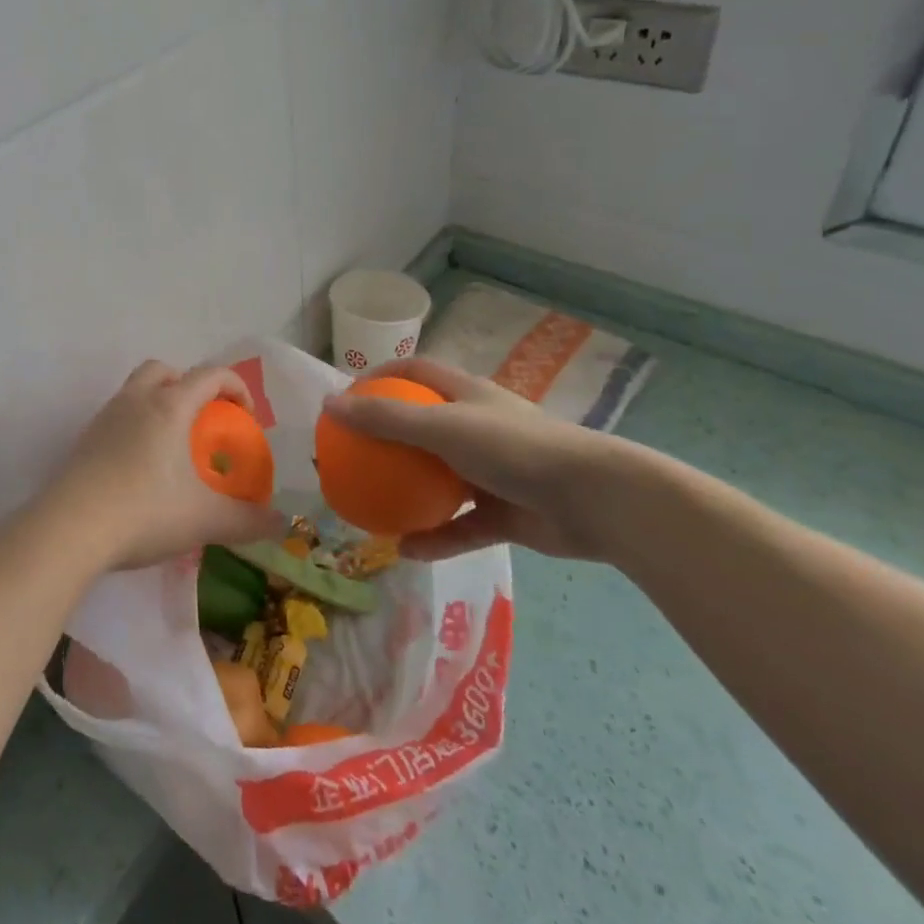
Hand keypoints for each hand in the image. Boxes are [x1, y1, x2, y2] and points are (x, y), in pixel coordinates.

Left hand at [41, 361, 284, 570]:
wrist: (70, 529)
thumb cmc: (145, 512)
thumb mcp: (204, 520)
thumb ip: (247, 520)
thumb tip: (280, 524)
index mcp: (169, 405)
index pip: (210, 374)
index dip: (235, 387)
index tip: (246, 417)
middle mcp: (136, 400)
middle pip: (165, 371)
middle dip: (189, 386)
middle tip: (202, 420)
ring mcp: (105, 418)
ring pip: (136, 390)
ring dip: (159, 404)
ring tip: (173, 446)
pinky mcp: (84, 440)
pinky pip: (117, 417)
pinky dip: (135, 427)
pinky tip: (141, 468)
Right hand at [320, 358, 636, 561]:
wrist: (594, 500)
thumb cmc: (514, 448)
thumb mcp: (442, 427)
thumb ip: (385, 418)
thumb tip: (328, 404)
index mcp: (465, 395)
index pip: (415, 372)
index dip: (380, 377)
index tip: (348, 397)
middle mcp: (476, 428)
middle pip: (422, 426)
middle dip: (387, 441)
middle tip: (351, 457)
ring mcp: (491, 472)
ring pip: (438, 480)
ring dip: (408, 493)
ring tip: (370, 506)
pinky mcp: (504, 513)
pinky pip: (460, 526)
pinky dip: (435, 537)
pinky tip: (405, 551)